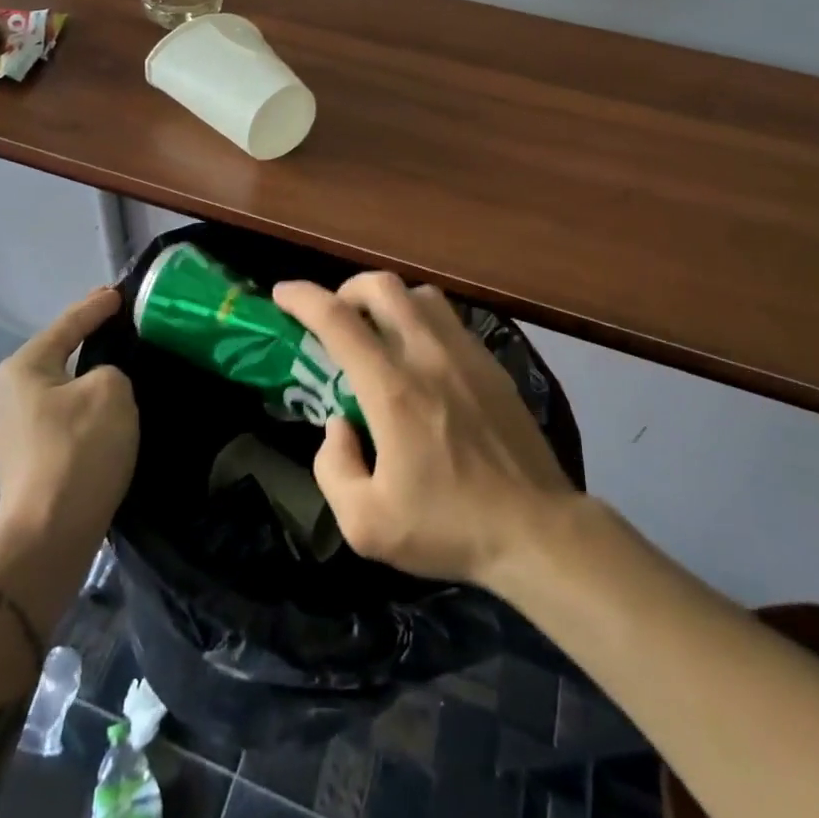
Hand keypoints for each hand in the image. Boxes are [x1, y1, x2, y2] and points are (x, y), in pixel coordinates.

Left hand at [0, 287, 138, 551]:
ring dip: (86, 379)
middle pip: (58, 354)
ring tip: (119, 370)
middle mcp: (8, 392)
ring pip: (59, 388)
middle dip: (89, 341)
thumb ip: (110, 370)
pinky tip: (104, 414)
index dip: (97, 306)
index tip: (120, 293)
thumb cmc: (78, 451)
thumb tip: (99, 384)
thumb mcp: (111, 391)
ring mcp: (12, 429)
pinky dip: (82, 409)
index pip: (68, 324)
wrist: (47, 536)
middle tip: (122, 327)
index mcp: (24, 367)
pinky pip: (60, 417)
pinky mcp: (24, 460)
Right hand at [274, 273, 578, 586]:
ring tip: (377, 332)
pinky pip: (449, 319)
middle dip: (346, 290)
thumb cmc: (448, 527)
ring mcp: (466, 355)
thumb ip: (332, 467)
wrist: (537, 531)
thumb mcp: (365, 524)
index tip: (281, 294)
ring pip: (420, 294)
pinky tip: (420, 357)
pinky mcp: (492, 364)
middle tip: (334, 318)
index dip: (302, 298)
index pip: (337, 320)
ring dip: (388, 301)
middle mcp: (428, 356)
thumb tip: (337, 423)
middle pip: (382, 287)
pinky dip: (421, 320)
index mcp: (392, 389)